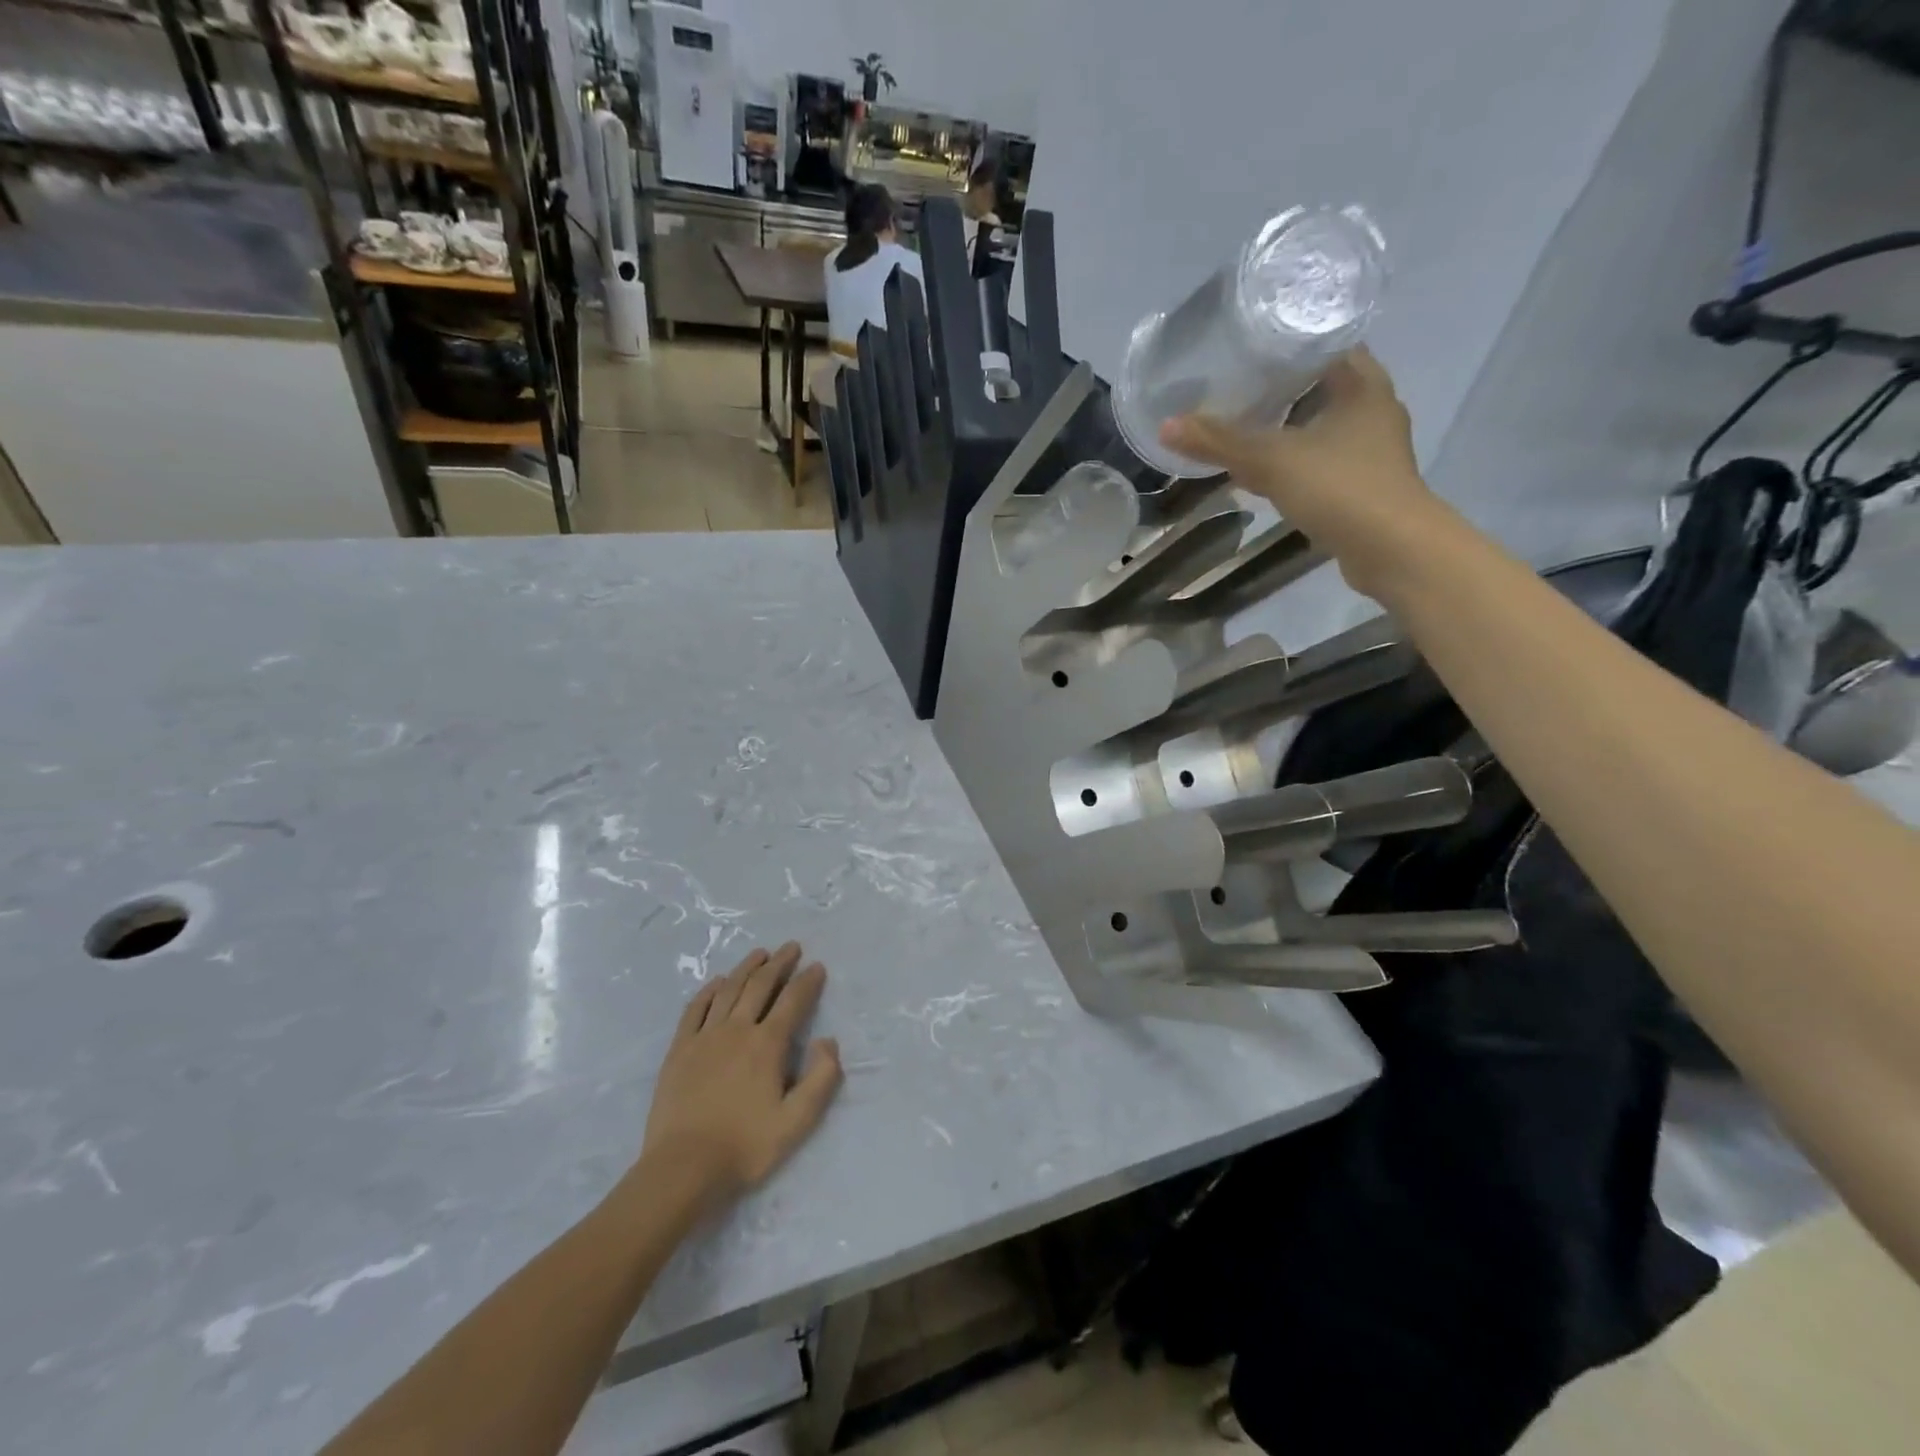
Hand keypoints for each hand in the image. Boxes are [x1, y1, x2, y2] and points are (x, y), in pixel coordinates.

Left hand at [639, 943, 842, 1209]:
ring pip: (729, 990)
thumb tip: (828, 1041)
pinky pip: (695, 1009)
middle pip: (760, 986)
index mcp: (768, 1045)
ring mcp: (705, 1037)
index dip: (808, 981)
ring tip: (760, 954)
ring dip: (747, 968)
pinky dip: (709, 990)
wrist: (682, 1169)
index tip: (817, 966)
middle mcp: (737, 1030)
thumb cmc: (745, 1147)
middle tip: (791, 947)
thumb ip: (821, 1078)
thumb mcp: (797, 1122)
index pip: (793, 1001)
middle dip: (779, 963)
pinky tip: (717, 982)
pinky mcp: (679, 1050)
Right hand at [1161, 347, 1445, 599]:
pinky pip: (1322, 459)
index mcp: (1363, 383)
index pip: (1324, 342)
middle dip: (1280, 386)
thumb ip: (1220, 442)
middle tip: (1234, 385)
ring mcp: (1372, 448)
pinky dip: (1295, 460)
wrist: (1391, 550)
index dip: (1285, 341)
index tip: (1246, 347)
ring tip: (1242, 425)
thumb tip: (1166, 425)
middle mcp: (1373, 408)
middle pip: (1320, 384)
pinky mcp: (1364, 483)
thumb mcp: (1271, 460)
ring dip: (1287, 426)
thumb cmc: (1339, 488)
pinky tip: (1266, 470)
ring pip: (1320, 424)